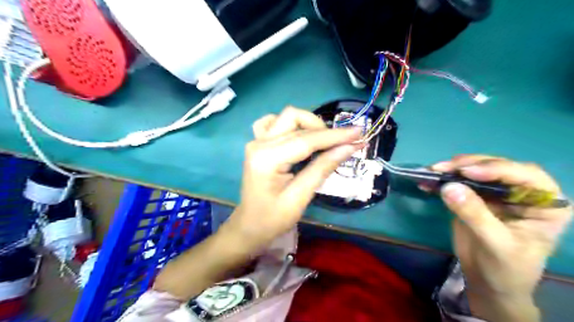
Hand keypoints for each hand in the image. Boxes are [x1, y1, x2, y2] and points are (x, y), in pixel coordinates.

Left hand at [224, 107, 357, 249]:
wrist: (250, 225)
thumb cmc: (273, 218)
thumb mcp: (300, 197)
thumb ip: (323, 168)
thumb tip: (349, 147)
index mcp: (267, 159)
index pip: (306, 140)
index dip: (335, 136)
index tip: (359, 133)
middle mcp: (259, 143)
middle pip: (295, 120)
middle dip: (323, 129)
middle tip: (342, 144)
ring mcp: (256, 141)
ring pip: (287, 117)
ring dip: (308, 124)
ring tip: (323, 142)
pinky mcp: (258, 144)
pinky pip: (274, 123)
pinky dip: (291, 125)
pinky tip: (299, 136)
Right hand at [433, 155, 571, 319]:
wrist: (488, 281)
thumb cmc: (506, 268)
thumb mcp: (496, 243)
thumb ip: (475, 214)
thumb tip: (448, 187)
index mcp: (544, 203)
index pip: (525, 175)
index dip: (496, 169)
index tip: (466, 172)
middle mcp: (521, 192)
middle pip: (496, 167)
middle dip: (467, 165)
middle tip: (442, 168)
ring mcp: (495, 193)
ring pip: (474, 170)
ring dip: (451, 170)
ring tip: (432, 172)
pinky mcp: (473, 196)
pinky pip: (458, 182)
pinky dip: (442, 180)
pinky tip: (427, 181)